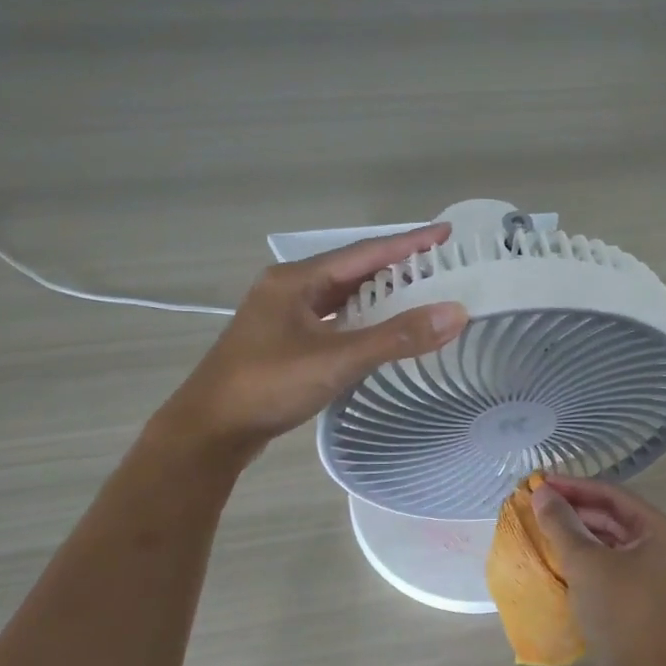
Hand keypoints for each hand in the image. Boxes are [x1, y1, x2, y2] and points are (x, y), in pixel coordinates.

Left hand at [158, 224, 467, 454]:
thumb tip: (456, 313)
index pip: (364, 253)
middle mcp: (288, 289)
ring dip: (379, 295)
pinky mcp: (283, 343)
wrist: (210, 431)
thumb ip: (397, 337)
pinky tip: (380, 330)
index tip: (446, 234)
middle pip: (352, 271)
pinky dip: (361, 321)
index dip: (408, 243)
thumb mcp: (337, 359)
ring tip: (419, 294)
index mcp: (296, 280)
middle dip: (396, 268)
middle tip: (440, 267)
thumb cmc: (268, 386)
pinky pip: (332, 320)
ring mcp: (282, 317)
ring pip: (341, 297)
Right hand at [529, 476, 665, 665]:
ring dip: (584, 531)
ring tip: (548, 524)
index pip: (616, 496)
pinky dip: (593, 555)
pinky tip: (566, 554)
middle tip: (542, 502)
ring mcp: (663, 573)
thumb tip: (542, 493)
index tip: (543, 481)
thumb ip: (562, 523)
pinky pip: (619, 562)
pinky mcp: (650, 595)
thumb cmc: (618, 612)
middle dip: (579, 509)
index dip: (576, 487)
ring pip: (617, 540)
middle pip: (618, 517)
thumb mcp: (585, 562)